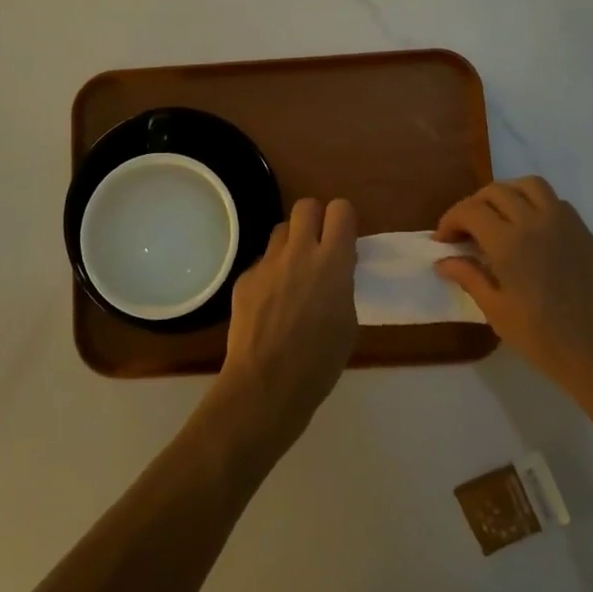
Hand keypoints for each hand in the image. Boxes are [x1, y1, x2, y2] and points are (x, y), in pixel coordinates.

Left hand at [211, 198, 358, 455]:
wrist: (266, 385)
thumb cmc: (319, 363)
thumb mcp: (348, 322)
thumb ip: (342, 285)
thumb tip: (334, 270)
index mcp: (332, 262)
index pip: (341, 209)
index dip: (343, 219)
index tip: (344, 237)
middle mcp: (298, 252)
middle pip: (306, 206)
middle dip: (315, 219)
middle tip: (318, 246)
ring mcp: (267, 263)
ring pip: (280, 231)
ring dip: (291, 244)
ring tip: (293, 274)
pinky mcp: (244, 278)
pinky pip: (262, 263)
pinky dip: (270, 274)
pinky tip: (270, 303)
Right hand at [434, 178, 592, 425]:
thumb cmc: (545, 339)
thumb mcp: (497, 312)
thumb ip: (469, 278)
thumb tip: (443, 261)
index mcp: (510, 243)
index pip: (470, 210)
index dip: (451, 220)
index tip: (444, 241)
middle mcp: (536, 222)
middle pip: (496, 191)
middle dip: (474, 205)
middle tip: (466, 232)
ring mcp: (566, 224)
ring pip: (529, 185)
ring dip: (507, 194)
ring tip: (498, 219)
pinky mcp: (586, 233)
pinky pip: (556, 202)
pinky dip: (535, 205)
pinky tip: (531, 232)